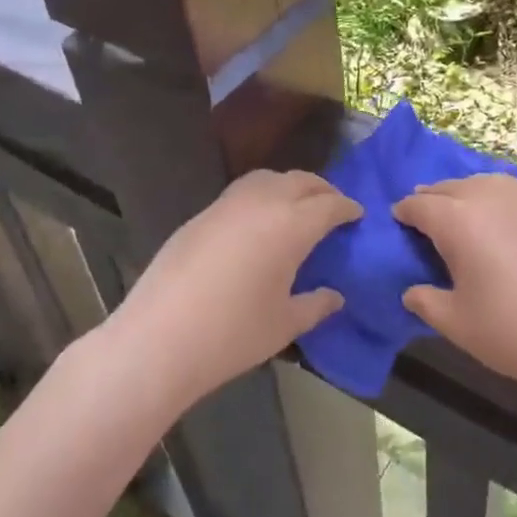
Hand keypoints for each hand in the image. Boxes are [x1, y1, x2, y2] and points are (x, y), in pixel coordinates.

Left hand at [103, 170, 358, 407]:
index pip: (329, 204)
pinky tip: (258, 223)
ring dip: (290, 186)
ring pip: (268, 178)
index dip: (347, 207)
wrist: (158, 338)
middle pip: (301, 181)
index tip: (358, 214)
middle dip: (322, 190)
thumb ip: (315, 305)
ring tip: (297, 208)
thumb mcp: (284, 324)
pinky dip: (261, 195)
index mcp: (292, 224)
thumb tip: (335, 296)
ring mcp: (227, 204)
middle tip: (333, 207)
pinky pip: (241, 192)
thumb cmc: (232, 334)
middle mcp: (262, 202)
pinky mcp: (201, 215)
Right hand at [394, 174, 516, 405]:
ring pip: (490, 182)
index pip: (420, 205)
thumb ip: (425, 301)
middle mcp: (492, 196)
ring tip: (469, 210)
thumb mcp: (455, 323)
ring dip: (471, 193)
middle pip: (453, 187)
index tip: (400, 219)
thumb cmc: (510, 332)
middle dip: (435, 198)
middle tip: (429, 214)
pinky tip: (513, 220)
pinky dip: (509, 201)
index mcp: (458, 220)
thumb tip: (411, 291)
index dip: (405, 211)